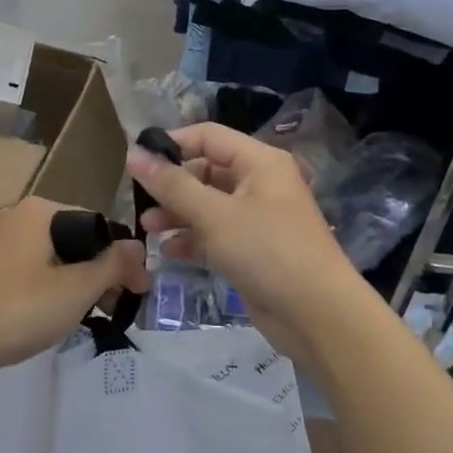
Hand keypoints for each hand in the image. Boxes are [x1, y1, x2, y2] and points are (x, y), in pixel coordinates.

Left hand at [0, 196, 148, 374]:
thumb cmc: (16, 308)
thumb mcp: (76, 289)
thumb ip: (112, 264)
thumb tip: (138, 247)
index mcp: (41, 211)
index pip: (97, 226)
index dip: (122, 259)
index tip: (138, 291)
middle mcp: (18, 217)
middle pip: (75, 241)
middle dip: (99, 274)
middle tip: (113, 309)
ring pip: (52, 258)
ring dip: (75, 284)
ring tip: (84, 318)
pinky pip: (29, 271)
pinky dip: (47, 289)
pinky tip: (48, 317)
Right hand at [127, 123, 361, 358]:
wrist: (319, 315)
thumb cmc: (267, 251)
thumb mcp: (214, 215)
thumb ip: (172, 185)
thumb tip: (134, 154)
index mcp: (259, 161)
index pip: (208, 136)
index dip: (172, 143)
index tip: (136, 160)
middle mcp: (260, 183)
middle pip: (207, 171)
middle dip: (173, 185)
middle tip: (139, 201)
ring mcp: (259, 218)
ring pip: (209, 204)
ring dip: (178, 213)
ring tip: (148, 228)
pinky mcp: (255, 249)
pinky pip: (217, 234)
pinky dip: (194, 239)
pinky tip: (169, 252)